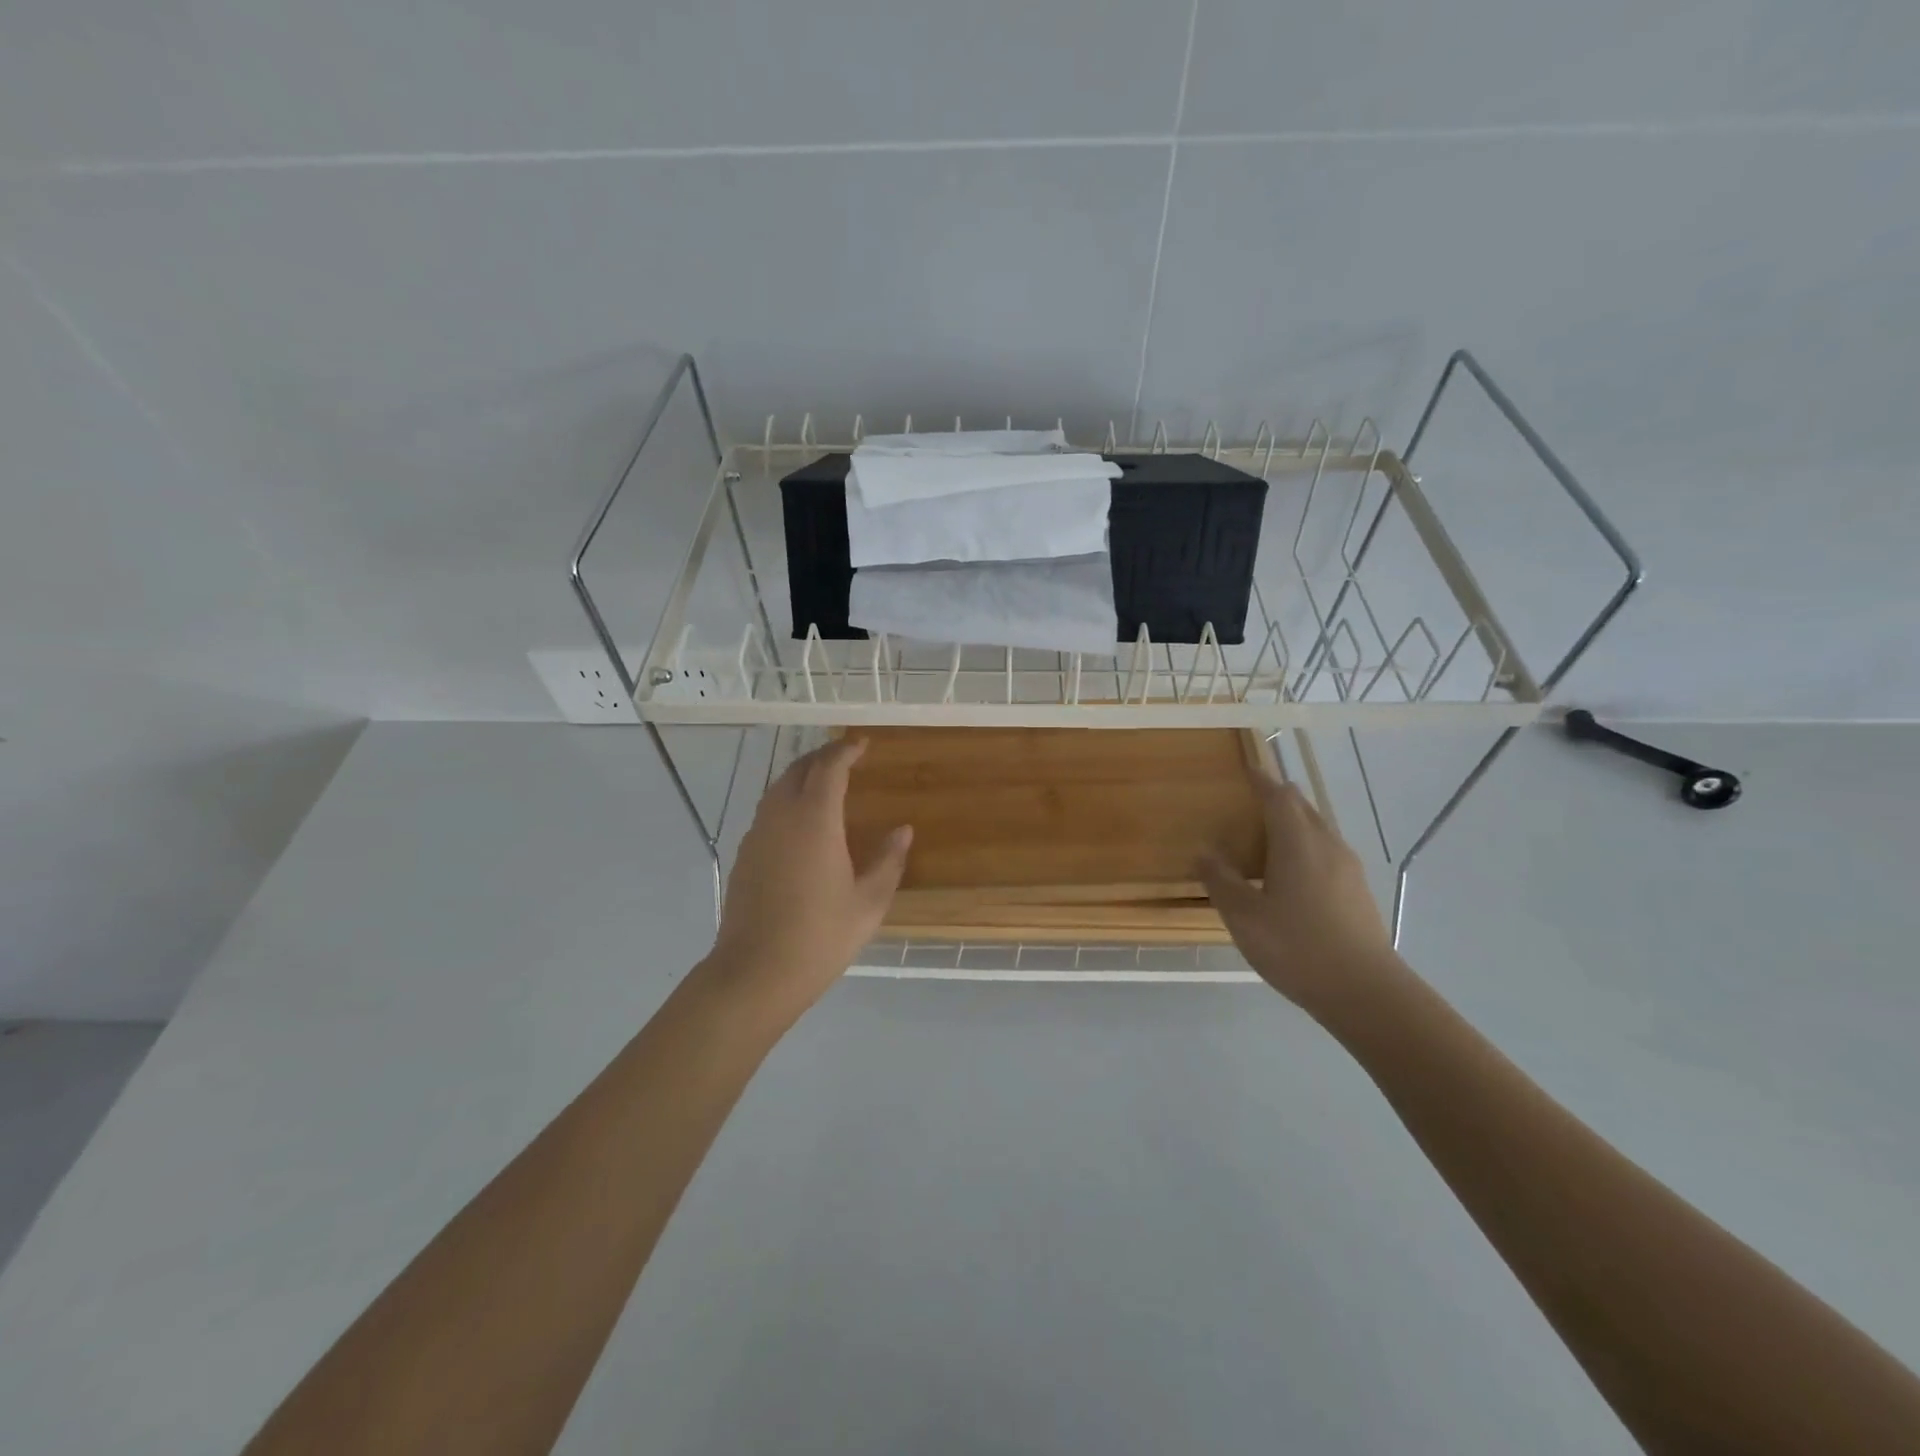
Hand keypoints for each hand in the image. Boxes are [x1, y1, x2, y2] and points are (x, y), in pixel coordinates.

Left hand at [703, 738, 911, 1019]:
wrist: (755, 972)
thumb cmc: (820, 936)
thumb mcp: (868, 902)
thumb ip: (888, 860)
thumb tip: (903, 831)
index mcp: (815, 819)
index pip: (829, 768)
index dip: (845, 750)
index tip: (862, 744)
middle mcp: (781, 816)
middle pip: (798, 770)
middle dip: (822, 757)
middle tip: (845, 758)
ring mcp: (757, 835)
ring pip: (778, 789)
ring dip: (801, 777)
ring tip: (824, 783)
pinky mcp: (744, 855)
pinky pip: (767, 811)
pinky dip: (787, 801)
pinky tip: (800, 823)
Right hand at [1197, 774, 1400, 1019]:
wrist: (1365, 991)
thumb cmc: (1296, 947)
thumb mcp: (1243, 916)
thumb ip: (1220, 880)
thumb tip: (1203, 851)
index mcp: (1298, 842)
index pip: (1279, 796)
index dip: (1261, 780)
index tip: (1247, 768)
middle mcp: (1327, 845)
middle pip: (1302, 808)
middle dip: (1278, 798)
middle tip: (1251, 801)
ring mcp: (1348, 869)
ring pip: (1318, 830)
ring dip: (1293, 824)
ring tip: (1266, 837)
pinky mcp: (1357, 892)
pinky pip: (1327, 853)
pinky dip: (1305, 847)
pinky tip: (1291, 875)